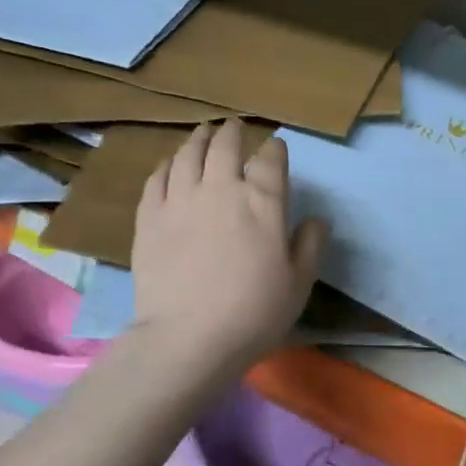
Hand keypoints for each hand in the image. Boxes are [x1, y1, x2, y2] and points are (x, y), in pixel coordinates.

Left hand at [132, 119, 327, 371]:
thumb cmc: (254, 313)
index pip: (271, 160)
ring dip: (198, 140)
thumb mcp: (298, 284)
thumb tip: (316, 220)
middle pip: (225, 146)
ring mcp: (180, 199)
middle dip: (233, 133)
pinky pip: (157, 179)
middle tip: (234, 127)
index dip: (275, 150)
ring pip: (188, 155)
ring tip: (203, 134)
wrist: (189, 337)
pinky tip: (169, 165)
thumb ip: (310, 245)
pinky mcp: (150, 217)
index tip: (275, 149)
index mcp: (262, 201)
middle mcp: (221, 188)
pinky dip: (167, 165)